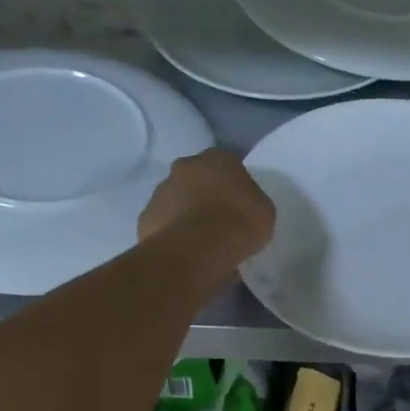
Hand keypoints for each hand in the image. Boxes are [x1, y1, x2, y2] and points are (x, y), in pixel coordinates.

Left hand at [138, 150, 275, 264]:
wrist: (198, 248)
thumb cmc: (240, 222)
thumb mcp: (263, 210)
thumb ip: (250, 200)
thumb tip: (241, 204)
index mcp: (217, 158)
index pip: (228, 163)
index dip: (234, 183)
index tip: (240, 202)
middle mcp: (185, 166)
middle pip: (197, 178)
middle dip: (206, 194)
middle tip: (219, 219)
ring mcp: (161, 191)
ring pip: (177, 199)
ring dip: (187, 213)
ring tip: (202, 241)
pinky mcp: (146, 217)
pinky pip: (164, 223)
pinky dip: (173, 233)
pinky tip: (186, 251)